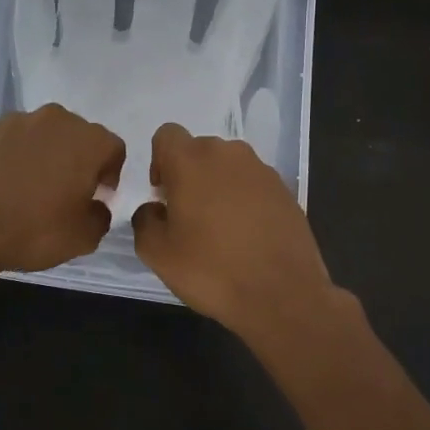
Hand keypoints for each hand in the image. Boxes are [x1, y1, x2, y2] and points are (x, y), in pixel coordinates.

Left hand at [0, 104, 125, 275]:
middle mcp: (54, 120)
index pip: (113, 148)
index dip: (110, 173)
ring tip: (25, 189)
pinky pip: (6, 141)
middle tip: (64, 192)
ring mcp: (14, 120)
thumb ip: (100, 218)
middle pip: (76, 135)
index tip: (97, 196)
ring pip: (39, 135)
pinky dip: (8, 157)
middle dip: (75, 159)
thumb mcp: (81, 238)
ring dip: (40, 155)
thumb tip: (96, 207)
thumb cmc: (31, 229)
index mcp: (87, 141)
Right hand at [130, 122, 342, 336]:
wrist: (283, 295)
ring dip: (218, 186)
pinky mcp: (284, 189)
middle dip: (189, 175)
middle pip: (198, 150)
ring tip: (219, 228)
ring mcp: (261, 169)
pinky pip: (253, 183)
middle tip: (188, 216)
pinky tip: (247, 235)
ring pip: (228, 166)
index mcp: (191, 160)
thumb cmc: (212, 270)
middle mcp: (227, 153)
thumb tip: (153, 209)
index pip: (166, 135)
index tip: (164, 195)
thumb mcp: (158, 254)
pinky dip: (245, 199)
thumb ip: (144, 221)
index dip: (159, 161)